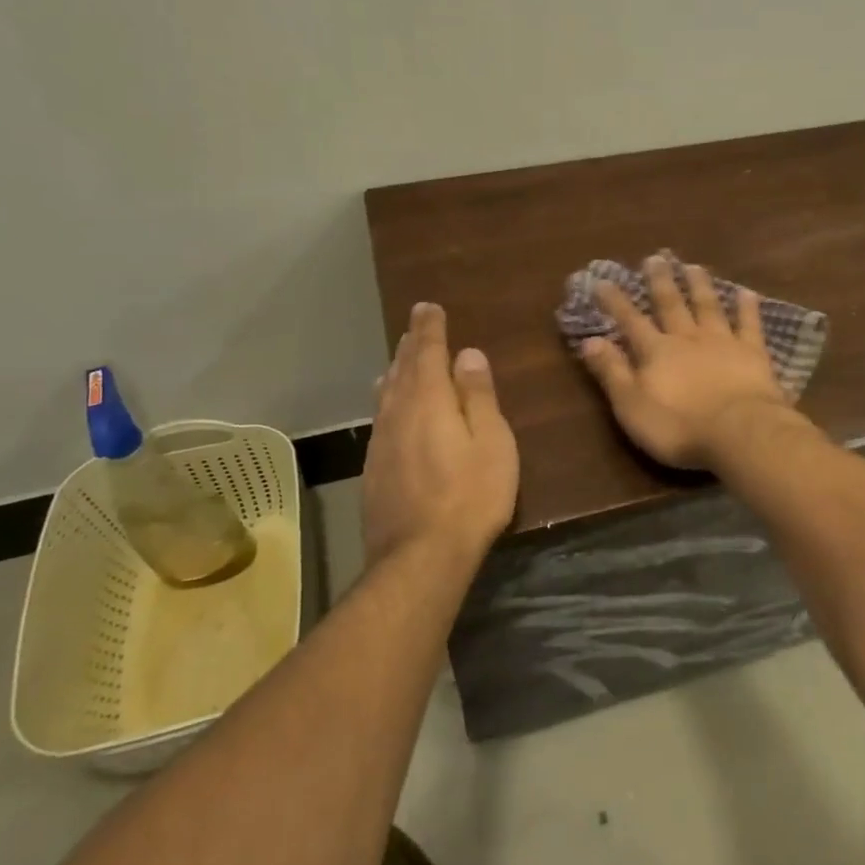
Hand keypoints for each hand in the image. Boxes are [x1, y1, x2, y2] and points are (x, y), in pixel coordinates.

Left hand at [363, 302, 518, 568]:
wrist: (419, 557)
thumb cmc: (470, 496)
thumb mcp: (491, 442)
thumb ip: (478, 396)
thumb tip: (468, 355)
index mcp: (429, 401)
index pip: (427, 352)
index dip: (428, 328)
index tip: (427, 307)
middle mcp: (397, 414)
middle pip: (402, 370)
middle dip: (410, 345)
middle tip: (415, 326)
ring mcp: (381, 443)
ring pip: (386, 394)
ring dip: (395, 371)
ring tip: (399, 359)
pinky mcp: (374, 469)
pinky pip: (381, 419)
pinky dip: (388, 401)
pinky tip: (389, 408)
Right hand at [578, 256, 791, 470]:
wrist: (739, 432)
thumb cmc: (678, 426)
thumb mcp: (631, 406)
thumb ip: (611, 372)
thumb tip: (589, 340)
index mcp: (656, 352)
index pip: (630, 321)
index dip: (615, 301)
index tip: (603, 280)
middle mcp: (687, 338)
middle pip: (671, 305)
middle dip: (660, 282)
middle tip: (655, 258)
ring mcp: (722, 342)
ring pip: (708, 306)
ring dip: (699, 286)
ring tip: (693, 266)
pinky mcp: (753, 353)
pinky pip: (749, 324)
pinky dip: (747, 307)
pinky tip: (746, 292)